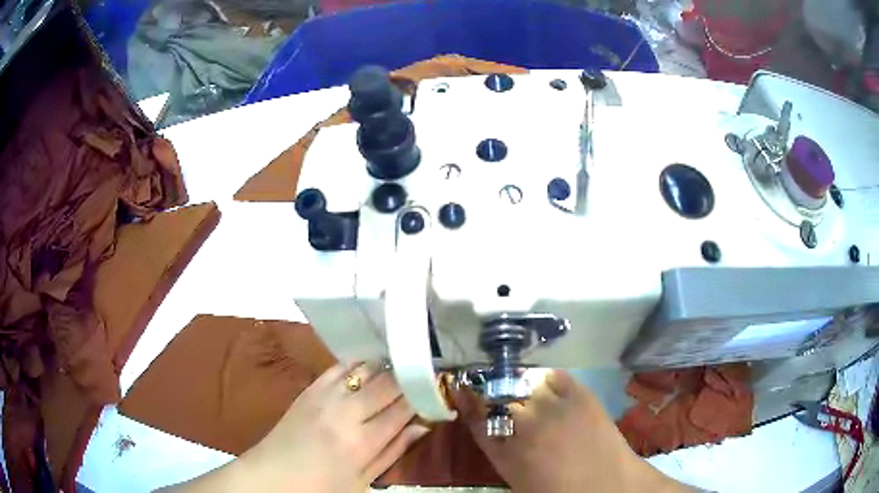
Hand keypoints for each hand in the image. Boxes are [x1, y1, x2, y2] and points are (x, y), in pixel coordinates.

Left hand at [167, 361, 428, 491]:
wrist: (273, 475)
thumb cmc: (321, 487)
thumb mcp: (363, 480)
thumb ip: (394, 451)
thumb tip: (423, 424)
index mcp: (361, 442)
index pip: (404, 408)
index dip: (426, 395)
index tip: (440, 388)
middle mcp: (345, 413)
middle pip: (388, 383)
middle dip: (411, 375)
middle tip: (427, 373)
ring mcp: (325, 396)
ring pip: (366, 368)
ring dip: (388, 366)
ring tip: (404, 365)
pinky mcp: (310, 388)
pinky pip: (341, 366)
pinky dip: (360, 363)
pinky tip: (372, 363)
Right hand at [455, 370, 693, 492]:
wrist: (608, 485)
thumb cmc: (560, 491)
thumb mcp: (518, 478)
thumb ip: (500, 450)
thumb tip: (489, 425)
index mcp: (507, 454)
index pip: (476, 418)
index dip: (467, 399)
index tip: (462, 387)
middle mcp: (526, 426)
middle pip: (498, 395)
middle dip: (494, 391)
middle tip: (498, 391)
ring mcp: (555, 408)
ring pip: (524, 382)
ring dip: (520, 385)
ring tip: (525, 389)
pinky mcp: (580, 395)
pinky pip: (553, 375)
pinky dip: (547, 379)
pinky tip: (548, 387)